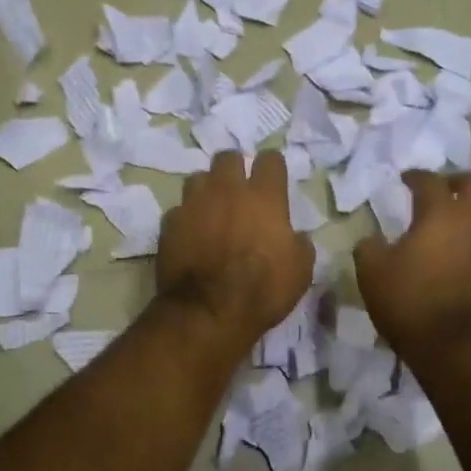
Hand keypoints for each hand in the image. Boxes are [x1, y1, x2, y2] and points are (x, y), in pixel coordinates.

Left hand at [157, 151, 313, 357]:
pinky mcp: (170, 223)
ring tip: (211, 208)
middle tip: (238, 188)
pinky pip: (178, 210)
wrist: (208, 311)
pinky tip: (190, 233)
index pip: (270, 160)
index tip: (273, 177)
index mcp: (264, 197)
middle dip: (234, 168)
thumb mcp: (300, 271)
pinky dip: (186, 218)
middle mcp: (227, 190)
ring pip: (198, 178)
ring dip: (207, 188)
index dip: (272, 166)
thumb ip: (299, 243)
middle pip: (228, 158)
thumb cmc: (262, 290)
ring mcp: (194, 204)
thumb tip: (294, 236)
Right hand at [356, 171, 470, 368]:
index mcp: (441, 213)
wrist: (459, 351)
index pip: (429, 181)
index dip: (415, 177)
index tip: (406, 181)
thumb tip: (374, 239)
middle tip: (447, 191)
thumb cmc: (411, 306)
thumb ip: (370, 247)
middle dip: (460, 182)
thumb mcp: (372, 274)